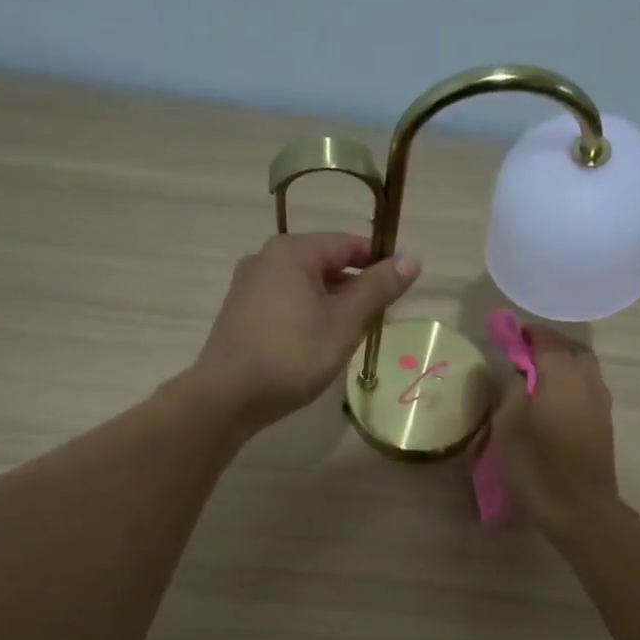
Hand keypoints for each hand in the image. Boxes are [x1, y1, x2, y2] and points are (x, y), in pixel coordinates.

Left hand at [190, 232, 420, 432]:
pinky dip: (307, 315)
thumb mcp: (344, 322)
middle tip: (377, 321)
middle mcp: (266, 258)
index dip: (379, 263)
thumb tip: (412, 258)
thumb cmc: (292, 355)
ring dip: (332, 304)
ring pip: (305, 286)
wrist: (227, 396)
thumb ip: (378, 289)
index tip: (399, 292)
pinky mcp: (240, 312)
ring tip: (350, 336)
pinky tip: (316, 345)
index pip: (349, 243)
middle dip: (355, 288)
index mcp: (292, 251)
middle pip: (325, 263)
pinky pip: (285, 303)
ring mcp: (248, 285)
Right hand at [489, 324, 620, 531]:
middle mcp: (587, 379)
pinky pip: (586, 389)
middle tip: (520, 360)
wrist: (580, 508)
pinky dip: (568, 386)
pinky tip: (550, 405)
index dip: (524, 335)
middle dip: (546, 348)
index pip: (544, 338)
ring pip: (582, 369)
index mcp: (562, 373)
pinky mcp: (604, 422)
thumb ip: (512, 388)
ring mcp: (600, 401)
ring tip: (533, 383)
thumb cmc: (537, 465)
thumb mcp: (508, 424)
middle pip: (569, 349)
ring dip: (560, 367)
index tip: (505, 339)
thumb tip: (519, 371)